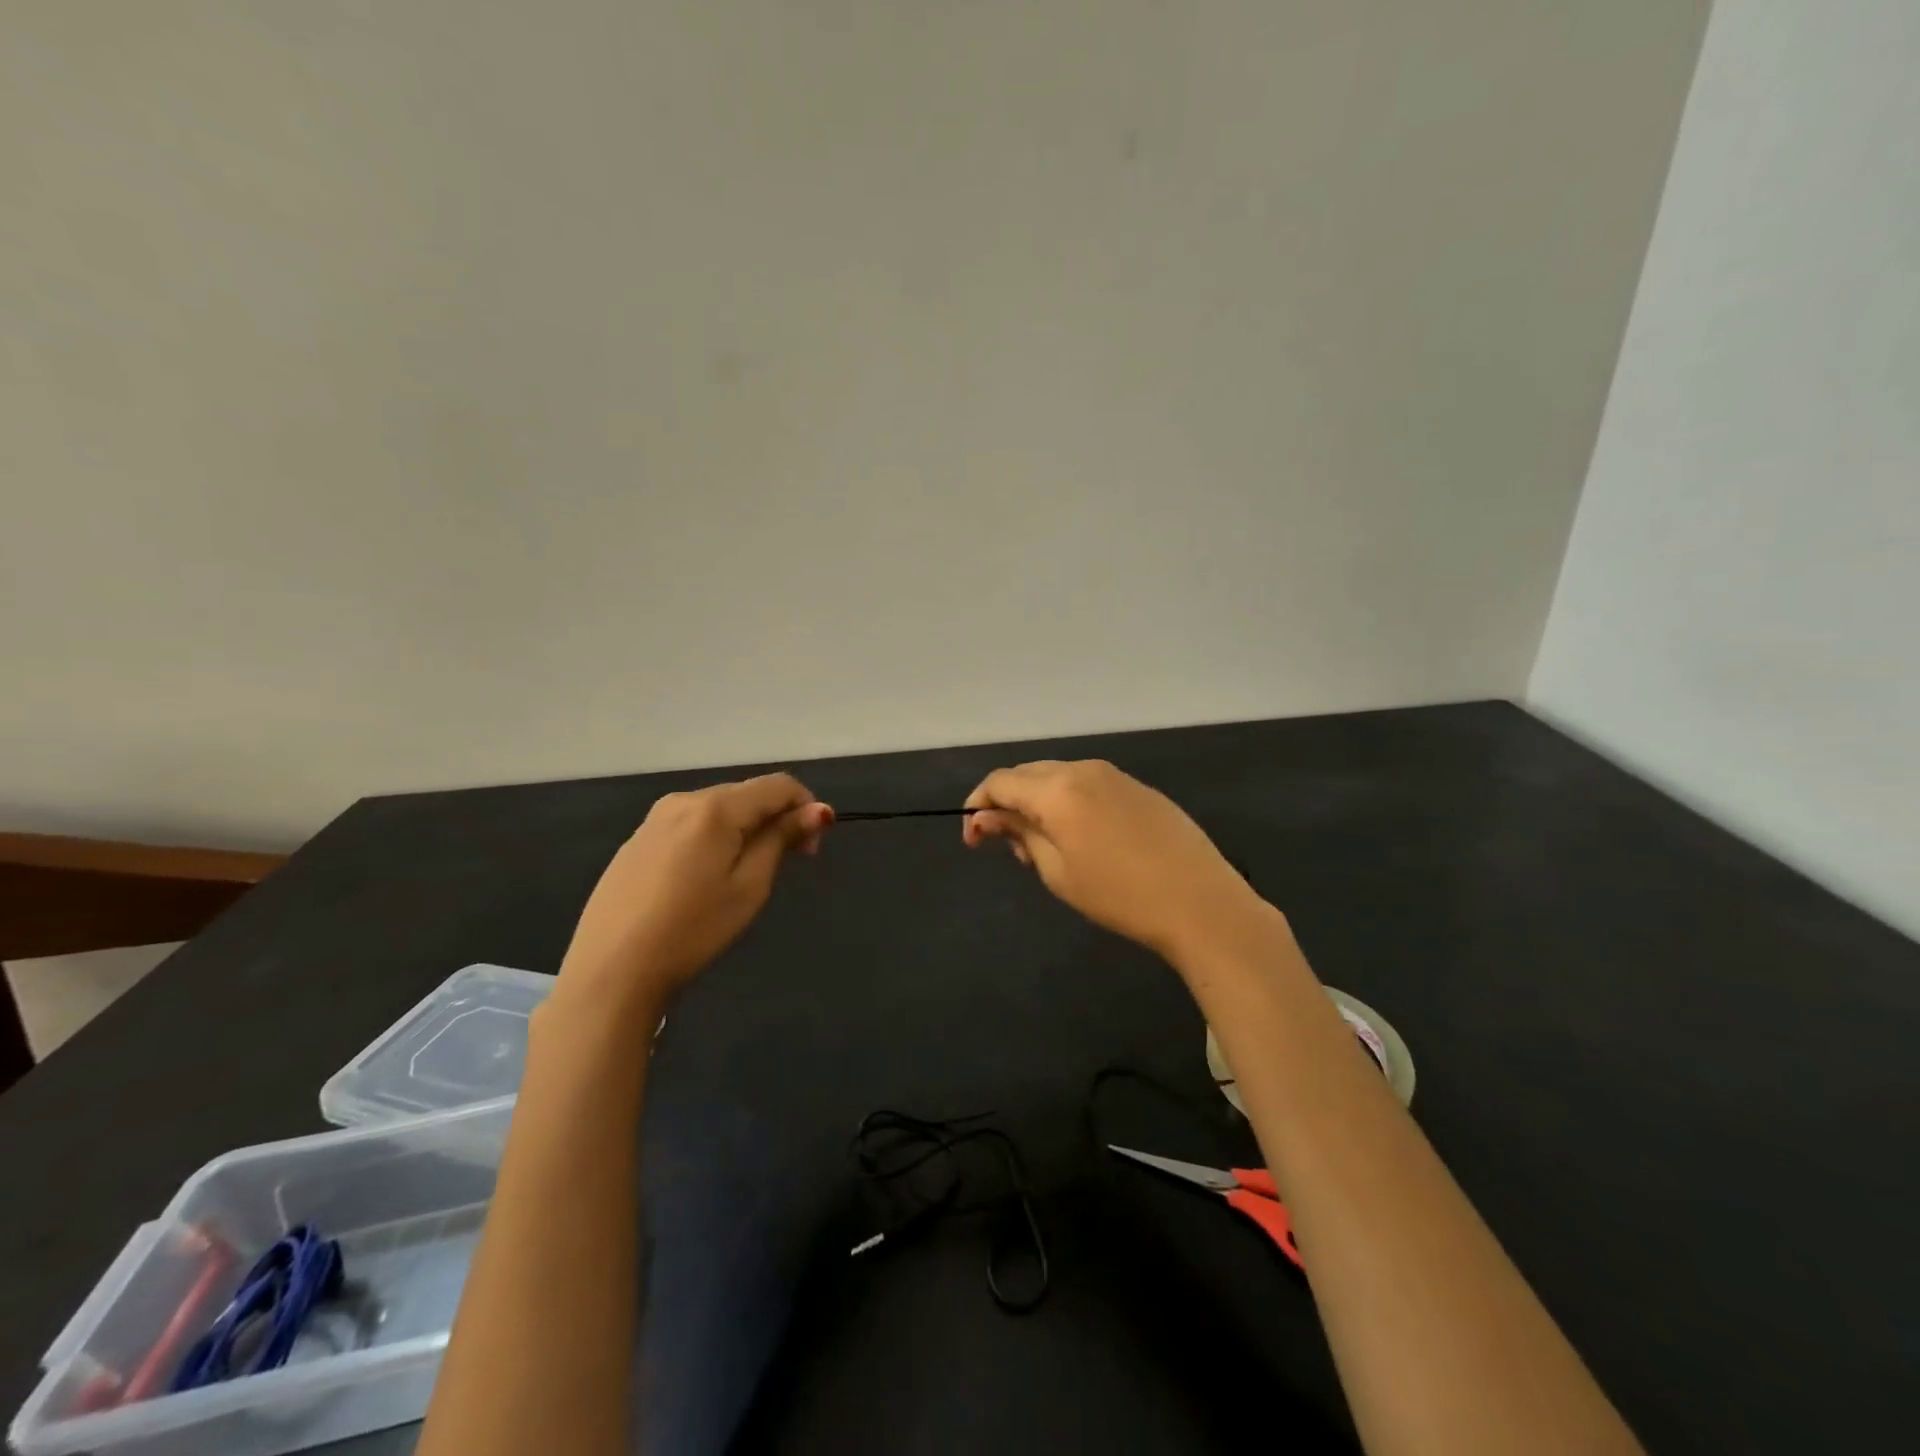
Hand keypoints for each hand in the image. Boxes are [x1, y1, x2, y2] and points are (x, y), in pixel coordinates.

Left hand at [556, 773, 833, 1011]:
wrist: (611, 970)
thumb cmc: (692, 930)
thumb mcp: (749, 886)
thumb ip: (781, 839)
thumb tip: (817, 810)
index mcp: (715, 807)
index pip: (777, 785)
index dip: (806, 806)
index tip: (813, 847)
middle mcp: (683, 800)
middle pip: (747, 794)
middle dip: (777, 818)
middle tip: (790, 863)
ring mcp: (654, 819)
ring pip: (718, 809)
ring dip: (746, 828)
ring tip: (748, 874)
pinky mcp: (636, 841)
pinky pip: (690, 825)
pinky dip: (714, 838)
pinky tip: (706, 879)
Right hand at [963, 759, 1269, 961]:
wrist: (1200, 902)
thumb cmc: (1120, 895)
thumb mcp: (1057, 871)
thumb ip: (1019, 834)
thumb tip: (987, 817)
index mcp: (1058, 789)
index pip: (1000, 782)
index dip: (978, 806)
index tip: (973, 840)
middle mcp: (1083, 769)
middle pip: (1028, 774)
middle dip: (1008, 803)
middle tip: (1009, 848)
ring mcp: (1115, 775)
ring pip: (1058, 776)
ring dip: (1038, 802)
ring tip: (1044, 847)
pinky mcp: (1138, 788)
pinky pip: (1088, 784)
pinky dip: (1069, 802)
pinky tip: (1080, 837)